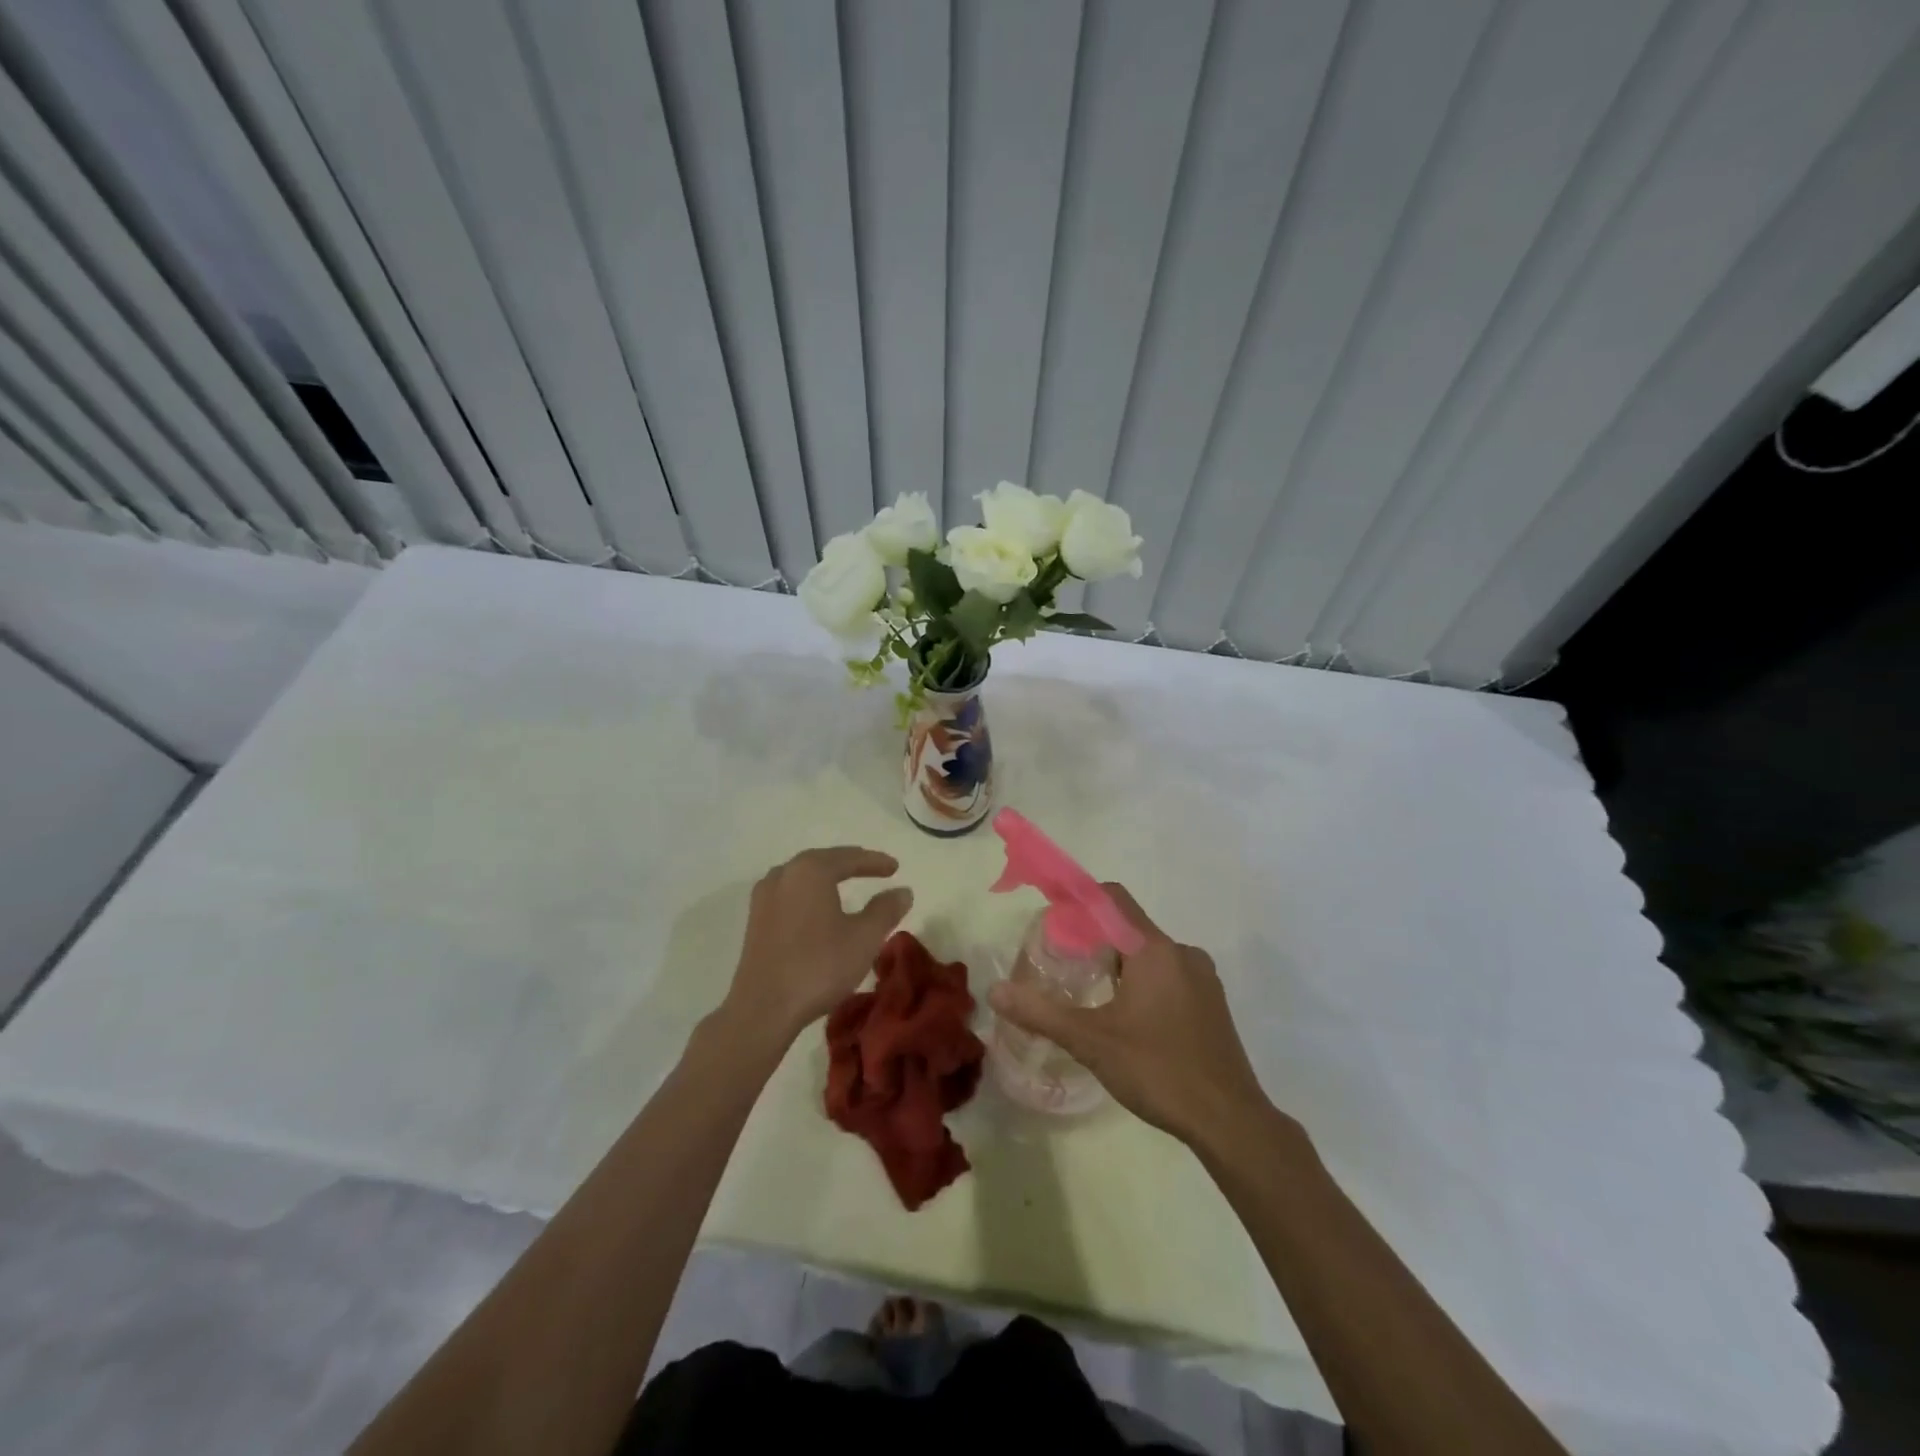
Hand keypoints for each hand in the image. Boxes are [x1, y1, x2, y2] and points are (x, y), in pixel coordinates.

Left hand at [721, 846, 912, 1049]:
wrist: (763, 1008)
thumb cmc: (819, 966)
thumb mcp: (864, 938)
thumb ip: (885, 910)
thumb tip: (903, 891)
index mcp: (811, 870)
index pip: (849, 857)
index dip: (875, 862)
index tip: (895, 867)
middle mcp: (784, 874)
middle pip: (823, 861)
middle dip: (850, 864)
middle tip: (873, 869)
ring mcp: (765, 896)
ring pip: (803, 876)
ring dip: (827, 877)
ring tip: (845, 883)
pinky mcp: (755, 919)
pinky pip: (790, 893)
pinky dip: (810, 894)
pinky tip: (817, 907)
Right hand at [987, 885, 1269, 1146]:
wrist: (1230, 1122)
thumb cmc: (1158, 1070)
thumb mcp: (1091, 1041)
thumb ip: (1041, 1013)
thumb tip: (995, 991)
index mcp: (1155, 949)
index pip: (1113, 899)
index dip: (1080, 899)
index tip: (1053, 916)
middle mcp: (1182, 953)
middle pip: (1129, 929)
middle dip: (1095, 942)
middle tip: (1065, 969)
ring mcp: (1203, 979)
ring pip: (1150, 956)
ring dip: (1120, 967)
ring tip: (1092, 999)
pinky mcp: (1213, 1005)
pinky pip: (1170, 977)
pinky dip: (1144, 985)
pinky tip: (1130, 1023)